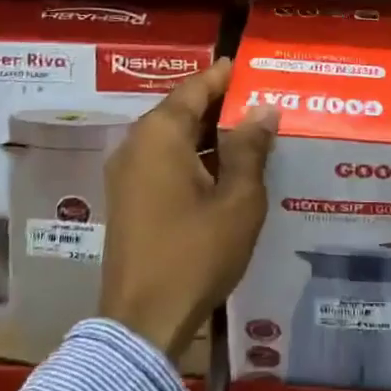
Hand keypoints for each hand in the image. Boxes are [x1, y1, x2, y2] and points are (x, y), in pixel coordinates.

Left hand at [99, 58, 278, 363]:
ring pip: (175, 138)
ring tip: (253, 134)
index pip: (196, 87)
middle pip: (183, 110)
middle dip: (222, 105)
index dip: (226, 76)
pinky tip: (227, 170)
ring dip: (211, 134)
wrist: (142, 322)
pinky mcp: (129, 199)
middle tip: (263, 102)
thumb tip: (263, 109)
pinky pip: (165, 161)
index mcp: (160, 134)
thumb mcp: (238, 199)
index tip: (254, 68)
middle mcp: (137, 144)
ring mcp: (127, 173)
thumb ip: (251, 148)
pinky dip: (195, 157)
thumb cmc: (195, 252)